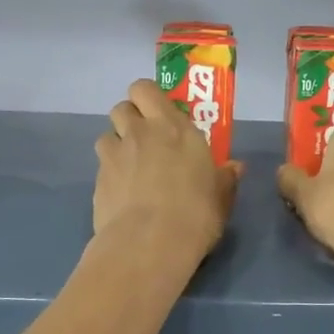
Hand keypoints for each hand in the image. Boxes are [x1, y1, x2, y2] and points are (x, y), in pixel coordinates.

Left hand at [94, 78, 241, 263]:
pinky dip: (109, 172)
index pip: (147, 89)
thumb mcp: (220, 198)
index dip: (149, 98)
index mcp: (174, 128)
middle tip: (145, 137)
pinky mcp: (97, 179)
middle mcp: (141, 132)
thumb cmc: (195, 216)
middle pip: (122, 106)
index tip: (161, 114)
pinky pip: (101, 165)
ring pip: (106, 133)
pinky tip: (121, 193)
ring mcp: (115, 155)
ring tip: (130, 166)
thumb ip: (225, 178)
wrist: (149, 244)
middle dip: (130, 117)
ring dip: (116, 144)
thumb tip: (235, 167)